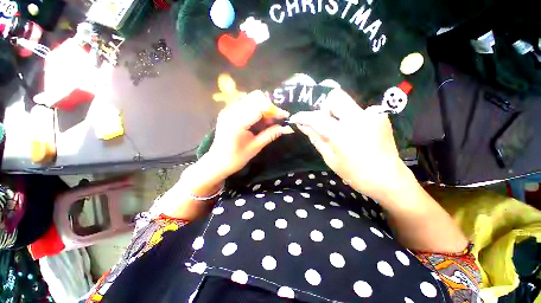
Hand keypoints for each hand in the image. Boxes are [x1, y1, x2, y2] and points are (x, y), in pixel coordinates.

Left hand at [207, 90, 292, 178]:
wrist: (216, 162)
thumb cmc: (235, 159)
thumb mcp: (254, 148)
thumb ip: (270, 135)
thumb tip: (286, 128)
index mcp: (237, 123)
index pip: (259, 107)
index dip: (274, 110)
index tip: (285, 117)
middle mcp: (231, 111)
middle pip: (256, 97)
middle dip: (270, 106)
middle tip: (276, 119)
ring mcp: (228, 109)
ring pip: (252, 98)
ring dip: (264, 107)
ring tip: (269, 121)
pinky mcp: (229, 111)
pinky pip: (246, 103)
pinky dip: (257, 109)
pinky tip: (260, 120)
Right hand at [289, 89, 411, 200]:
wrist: (389, 179)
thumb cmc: (355, 174)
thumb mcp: (330, 158)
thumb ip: (316, 138)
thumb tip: (303, 126)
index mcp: (342, 133)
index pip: (316, 118)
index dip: (303, 116)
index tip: (296, 117)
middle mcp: (358, 118)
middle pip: (335, 96)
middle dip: (324, 107)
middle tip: (324, 122)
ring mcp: (372, 115)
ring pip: (347, 102)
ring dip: (338, 113)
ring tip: (340, 131)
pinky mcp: (380, 116)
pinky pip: (358, 111)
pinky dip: (350, 119)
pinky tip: (355, 133)